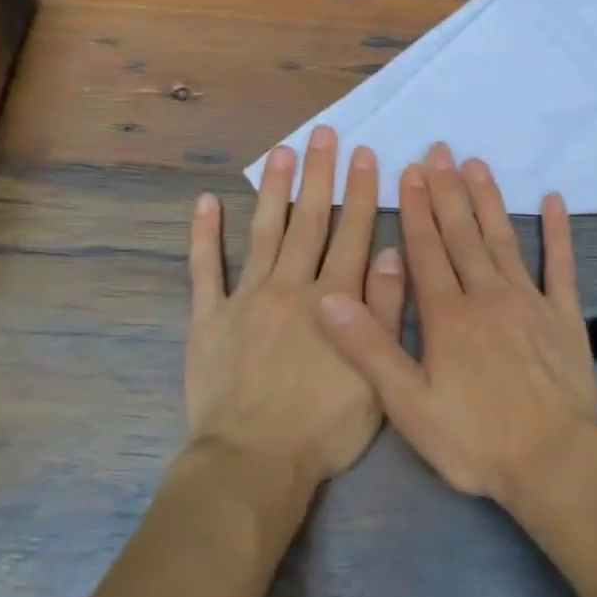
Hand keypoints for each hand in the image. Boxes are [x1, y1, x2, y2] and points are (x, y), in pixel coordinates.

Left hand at [187, 127, 406, 491]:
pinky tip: (206, 202)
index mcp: (333, 300)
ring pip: (264, 233)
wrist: (253, 462)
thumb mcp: (376, 377)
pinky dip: (205, 236)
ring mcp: (245, 299)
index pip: (352, 233)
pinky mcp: (208, 317)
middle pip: (309, 221)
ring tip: (283, 152)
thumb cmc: (323, 427)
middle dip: (320, 175)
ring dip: (275, 190)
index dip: (361, 192)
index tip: (366, 156)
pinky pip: (205, 270)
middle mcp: (290, 287)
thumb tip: (392, 254)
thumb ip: (383, 313)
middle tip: (325, 135)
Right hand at [317, 142, 596, 502]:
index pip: (426, 250)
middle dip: (447, 191)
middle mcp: (488, 296)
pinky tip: (554, 201)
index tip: (409, 171)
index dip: (414, 209)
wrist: (553, 462)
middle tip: (440, 151)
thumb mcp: (408, 404)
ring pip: (504, 239)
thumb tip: (328, 298)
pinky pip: (561, 266)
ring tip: (477, 164)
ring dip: (489, 200)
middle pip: (463, 234)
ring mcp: (530, 302)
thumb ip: (369, 348)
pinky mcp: (565, 316)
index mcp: (448, 316)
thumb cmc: (475, 439)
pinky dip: (558, 232)